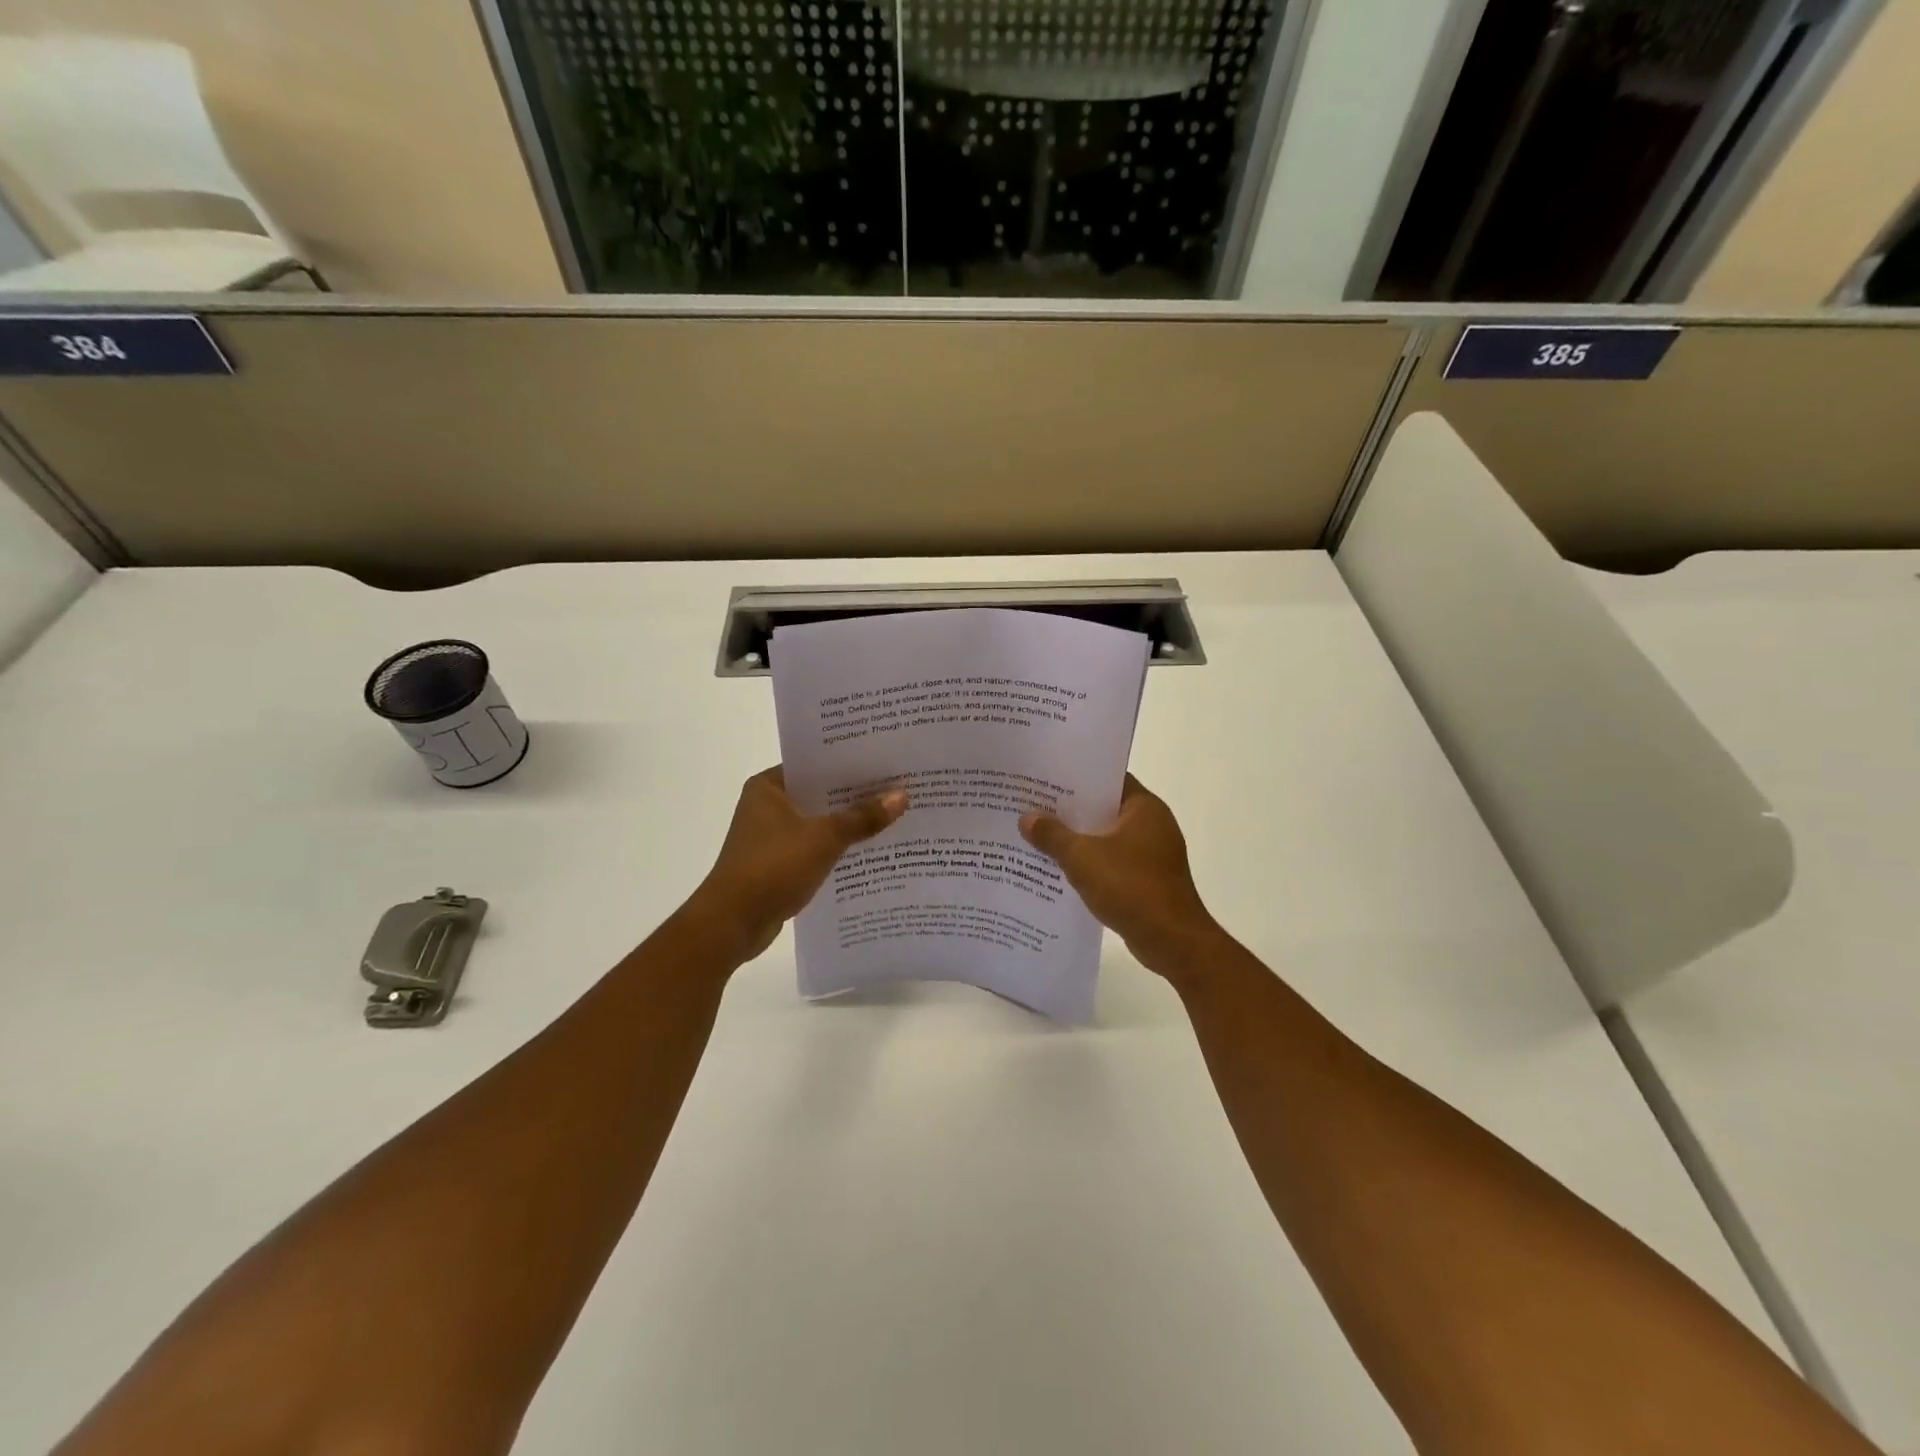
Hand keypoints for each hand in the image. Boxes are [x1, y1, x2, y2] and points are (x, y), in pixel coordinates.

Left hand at [690, 766, 908, 962]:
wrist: (732, 923)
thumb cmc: (774, 867)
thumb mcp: (824, 838)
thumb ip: (863, 817)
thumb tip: (902, 795)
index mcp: (769, 786)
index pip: (815, 764)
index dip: (850, 763)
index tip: (886, 761)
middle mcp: (767, 805)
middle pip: (820, 793)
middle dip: (855, 795)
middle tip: (898, 787)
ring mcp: (770, 836)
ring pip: (818, 822)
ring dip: (847, 824)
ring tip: (893, 817)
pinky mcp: (777, 864)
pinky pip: (814, 847)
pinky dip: (836, 848)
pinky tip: (869, 851)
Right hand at [1020, 775, 1224, 980]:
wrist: (1172, 942)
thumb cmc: (1131, 887)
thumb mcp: (1082, 858)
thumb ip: (1052, 835)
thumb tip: (1026, 817)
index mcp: (1144, 807)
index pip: (1107, 778)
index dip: (1075, 777)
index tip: (1045, 777)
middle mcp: (1152, 824)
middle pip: (1104, 808)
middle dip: (1070, 810)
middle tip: (1032, 805)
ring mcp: (1152, 853)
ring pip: (1106, 837)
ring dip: (1078, 839)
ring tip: (1039, 835)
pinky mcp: (1148, 879)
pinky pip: (1112, 861)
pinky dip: (1090, 863)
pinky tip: (1060, 869)